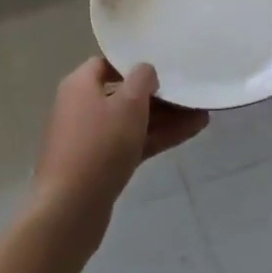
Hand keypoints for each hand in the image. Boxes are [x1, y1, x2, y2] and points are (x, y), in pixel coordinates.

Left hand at [33, 58, 208, 237]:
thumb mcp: (128, 103)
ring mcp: (90, 139)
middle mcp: (81, 107)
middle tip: (189, 92)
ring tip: (201, 113)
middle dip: (158, 95)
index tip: (162, 67)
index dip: (134, 64)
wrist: (70, 209)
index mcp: (79, 84)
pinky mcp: (100, 165)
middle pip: (123, 94)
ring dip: (164, 118)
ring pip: (131, 121)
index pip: (107, 63)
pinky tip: (189, 132)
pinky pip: (131, 143)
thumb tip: (145, 72)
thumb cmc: (99, 144)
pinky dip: (156, 137)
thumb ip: (142, 79)